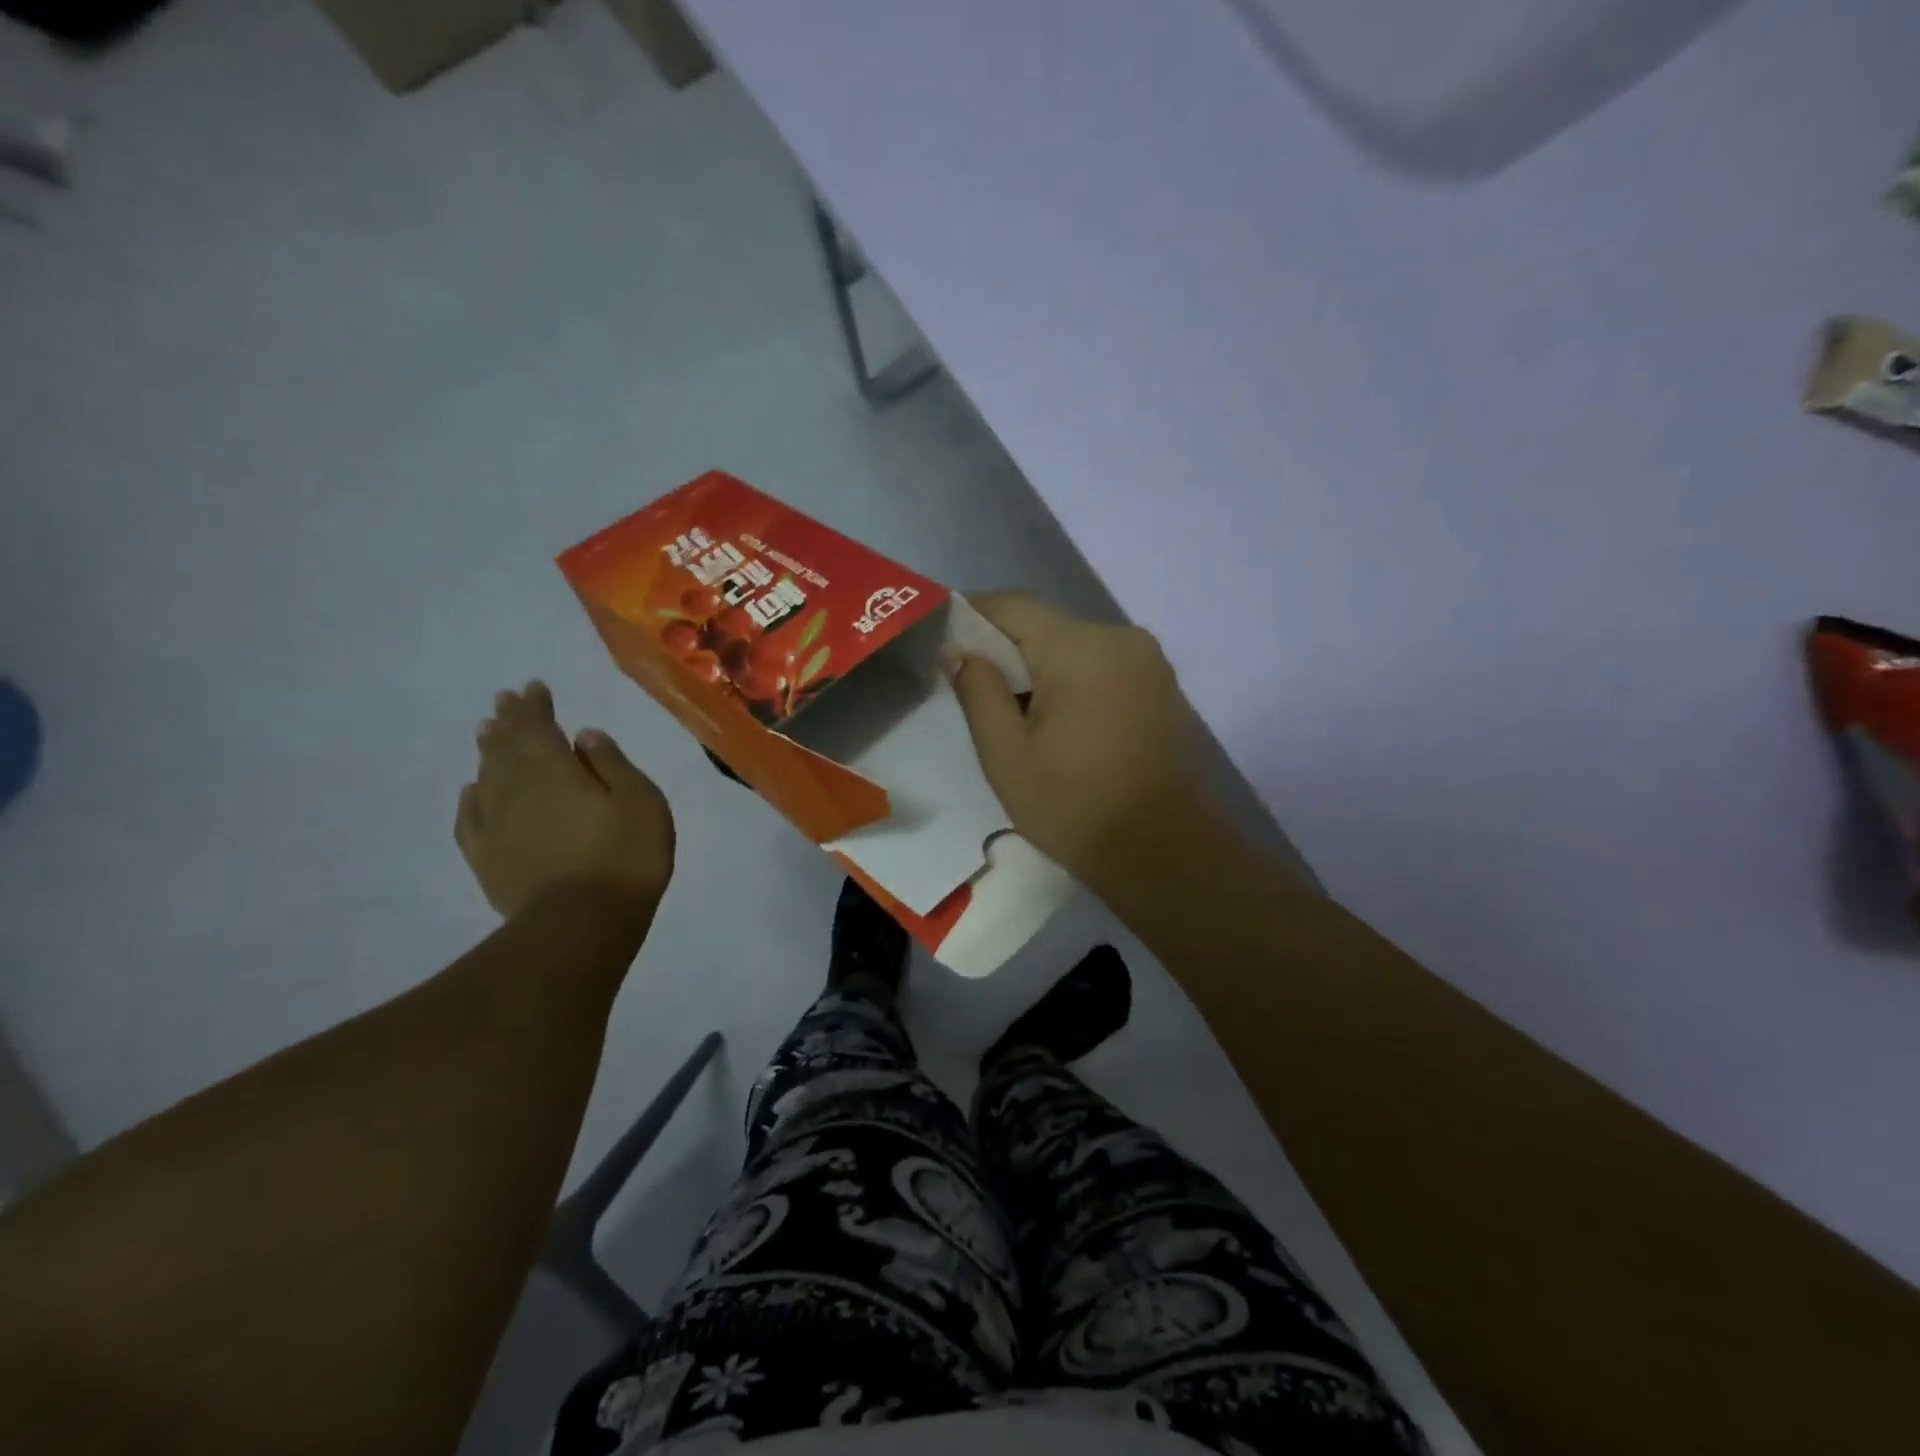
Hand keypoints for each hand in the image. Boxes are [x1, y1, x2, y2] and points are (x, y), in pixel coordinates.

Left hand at [456, 683, 673, 917]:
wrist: (581, 923)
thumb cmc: (624, 855)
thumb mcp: (639, 800)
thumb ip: (611, 764)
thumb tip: (584, 736)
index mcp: (554, 770)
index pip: (538, 727)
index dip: (535, 706)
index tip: (533, 687)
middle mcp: (517, 789)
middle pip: (507, 747)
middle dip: (508, 721)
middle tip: (504, 700)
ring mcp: (496, 824)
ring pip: (487, 776)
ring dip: (488, 751)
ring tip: (487, 733)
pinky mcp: (487, 858)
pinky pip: (471, 818)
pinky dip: (472, 798)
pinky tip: (472, 791)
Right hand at [947, 595, 1208, 889]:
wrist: (1165, 852)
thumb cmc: (1074, 806)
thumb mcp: (1007, 755)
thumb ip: (978, 691)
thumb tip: (958, 650)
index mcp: (1078, 647)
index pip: (1011, 606)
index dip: (972, 617)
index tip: (945, 644)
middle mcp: (1119, 637)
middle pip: (1045, 626)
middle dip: (1007, 652)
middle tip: (978, 695)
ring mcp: (1148, 661)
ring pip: (1076, 648)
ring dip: (1043, 671)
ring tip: (1021, 719)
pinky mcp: (1163, 687)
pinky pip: (1104, 667)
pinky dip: (1076, 683)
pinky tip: (1065, 727)